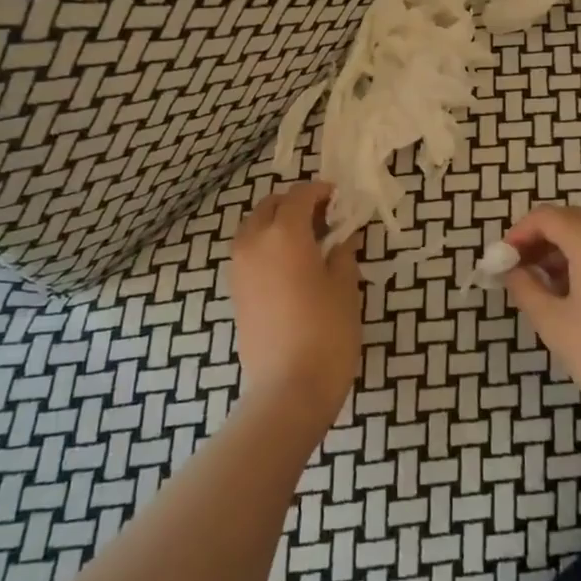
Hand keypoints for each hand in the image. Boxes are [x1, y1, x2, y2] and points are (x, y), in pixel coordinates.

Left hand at [230, 182, 362, 425]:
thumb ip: (343, 255)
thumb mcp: (345, 289)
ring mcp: (240, 268)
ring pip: (255, 228)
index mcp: (284, 234)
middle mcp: (254, 242)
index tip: (339, 198)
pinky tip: (292, 266)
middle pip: (271, 206)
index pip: (300, 196)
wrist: (288, 389)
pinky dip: (267, 246)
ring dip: (278, 224)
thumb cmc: (327, 333)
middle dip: (295, 204)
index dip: (320, 192)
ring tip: (308, 242)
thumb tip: (342, 239)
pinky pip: (249, 252)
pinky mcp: (235, 291)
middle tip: (324, 218)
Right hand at [501, 205, 580, 437]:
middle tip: (516, 271)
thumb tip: (511, 270)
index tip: (500, 261)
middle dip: (539, 240)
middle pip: (570, 220)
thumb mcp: (553, 322)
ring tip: (541, 285)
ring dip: (562, 250)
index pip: (545, 217)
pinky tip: (573, 292)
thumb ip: (525, 287)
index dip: (517, 234)